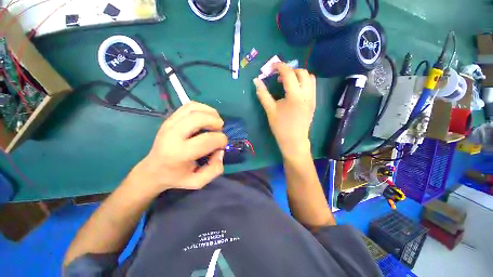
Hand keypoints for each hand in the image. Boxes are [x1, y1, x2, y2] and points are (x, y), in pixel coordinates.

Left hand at [129, 102, 227, 196]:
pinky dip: (200, 108)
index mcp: (180, 154)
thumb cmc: (176, 177)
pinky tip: (205, 116)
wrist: (153, 170)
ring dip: (209, 111)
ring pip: (193, 108)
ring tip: (215, 120)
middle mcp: (173, 135)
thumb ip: (214, 170)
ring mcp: (169, 124)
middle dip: (215, 121)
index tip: (222, 144)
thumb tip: (220, 151)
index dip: (221, 140)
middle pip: (199, 118)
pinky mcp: (168, 119)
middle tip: (220, 129)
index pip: (207, 140)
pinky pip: (187, 106)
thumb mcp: (197, 182)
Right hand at [254, 63, 315, 158]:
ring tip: (288, 81)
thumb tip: (255, 80)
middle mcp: (307, 94)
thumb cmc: (281, 127)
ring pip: (310, 77)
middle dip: (290, 70)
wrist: (295, 141)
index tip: (272, 67)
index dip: (279, 66)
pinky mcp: (314, 101)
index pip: (289, 73)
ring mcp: (312, 97)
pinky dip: (304, 80)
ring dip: (298, 74)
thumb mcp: (270, 109)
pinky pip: (312, 85)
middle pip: (302, 72)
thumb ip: (263, 93)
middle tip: (280, 76)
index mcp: (295, 95)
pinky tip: (295, 88)